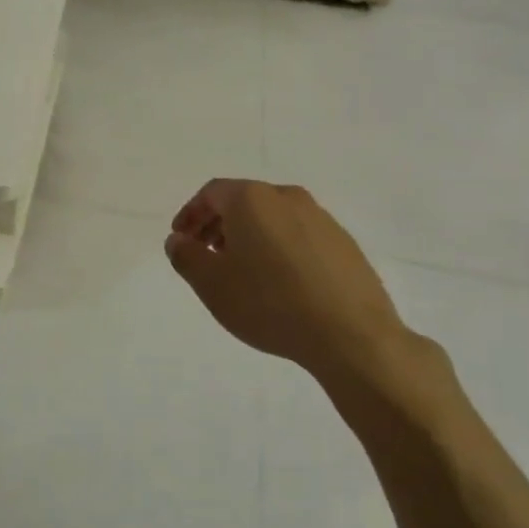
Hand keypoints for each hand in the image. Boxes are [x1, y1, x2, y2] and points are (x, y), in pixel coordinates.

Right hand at [165, 179, 414, 386]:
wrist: (350, 334)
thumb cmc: (268, 302)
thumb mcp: (211, 284)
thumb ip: (186, 256)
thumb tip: (178, 240)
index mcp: (252, 199)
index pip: (212, 193)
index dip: (190, 214)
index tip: (181, 239)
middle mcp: (288, 198)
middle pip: (243, 202)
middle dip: (218, 225)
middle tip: (206, 255)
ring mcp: (322, 219)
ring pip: (273, 219)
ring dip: (249, 237)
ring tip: (241, 272)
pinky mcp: (344, 244)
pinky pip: (299, 237)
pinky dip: (278, 249)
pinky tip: (278, 283)